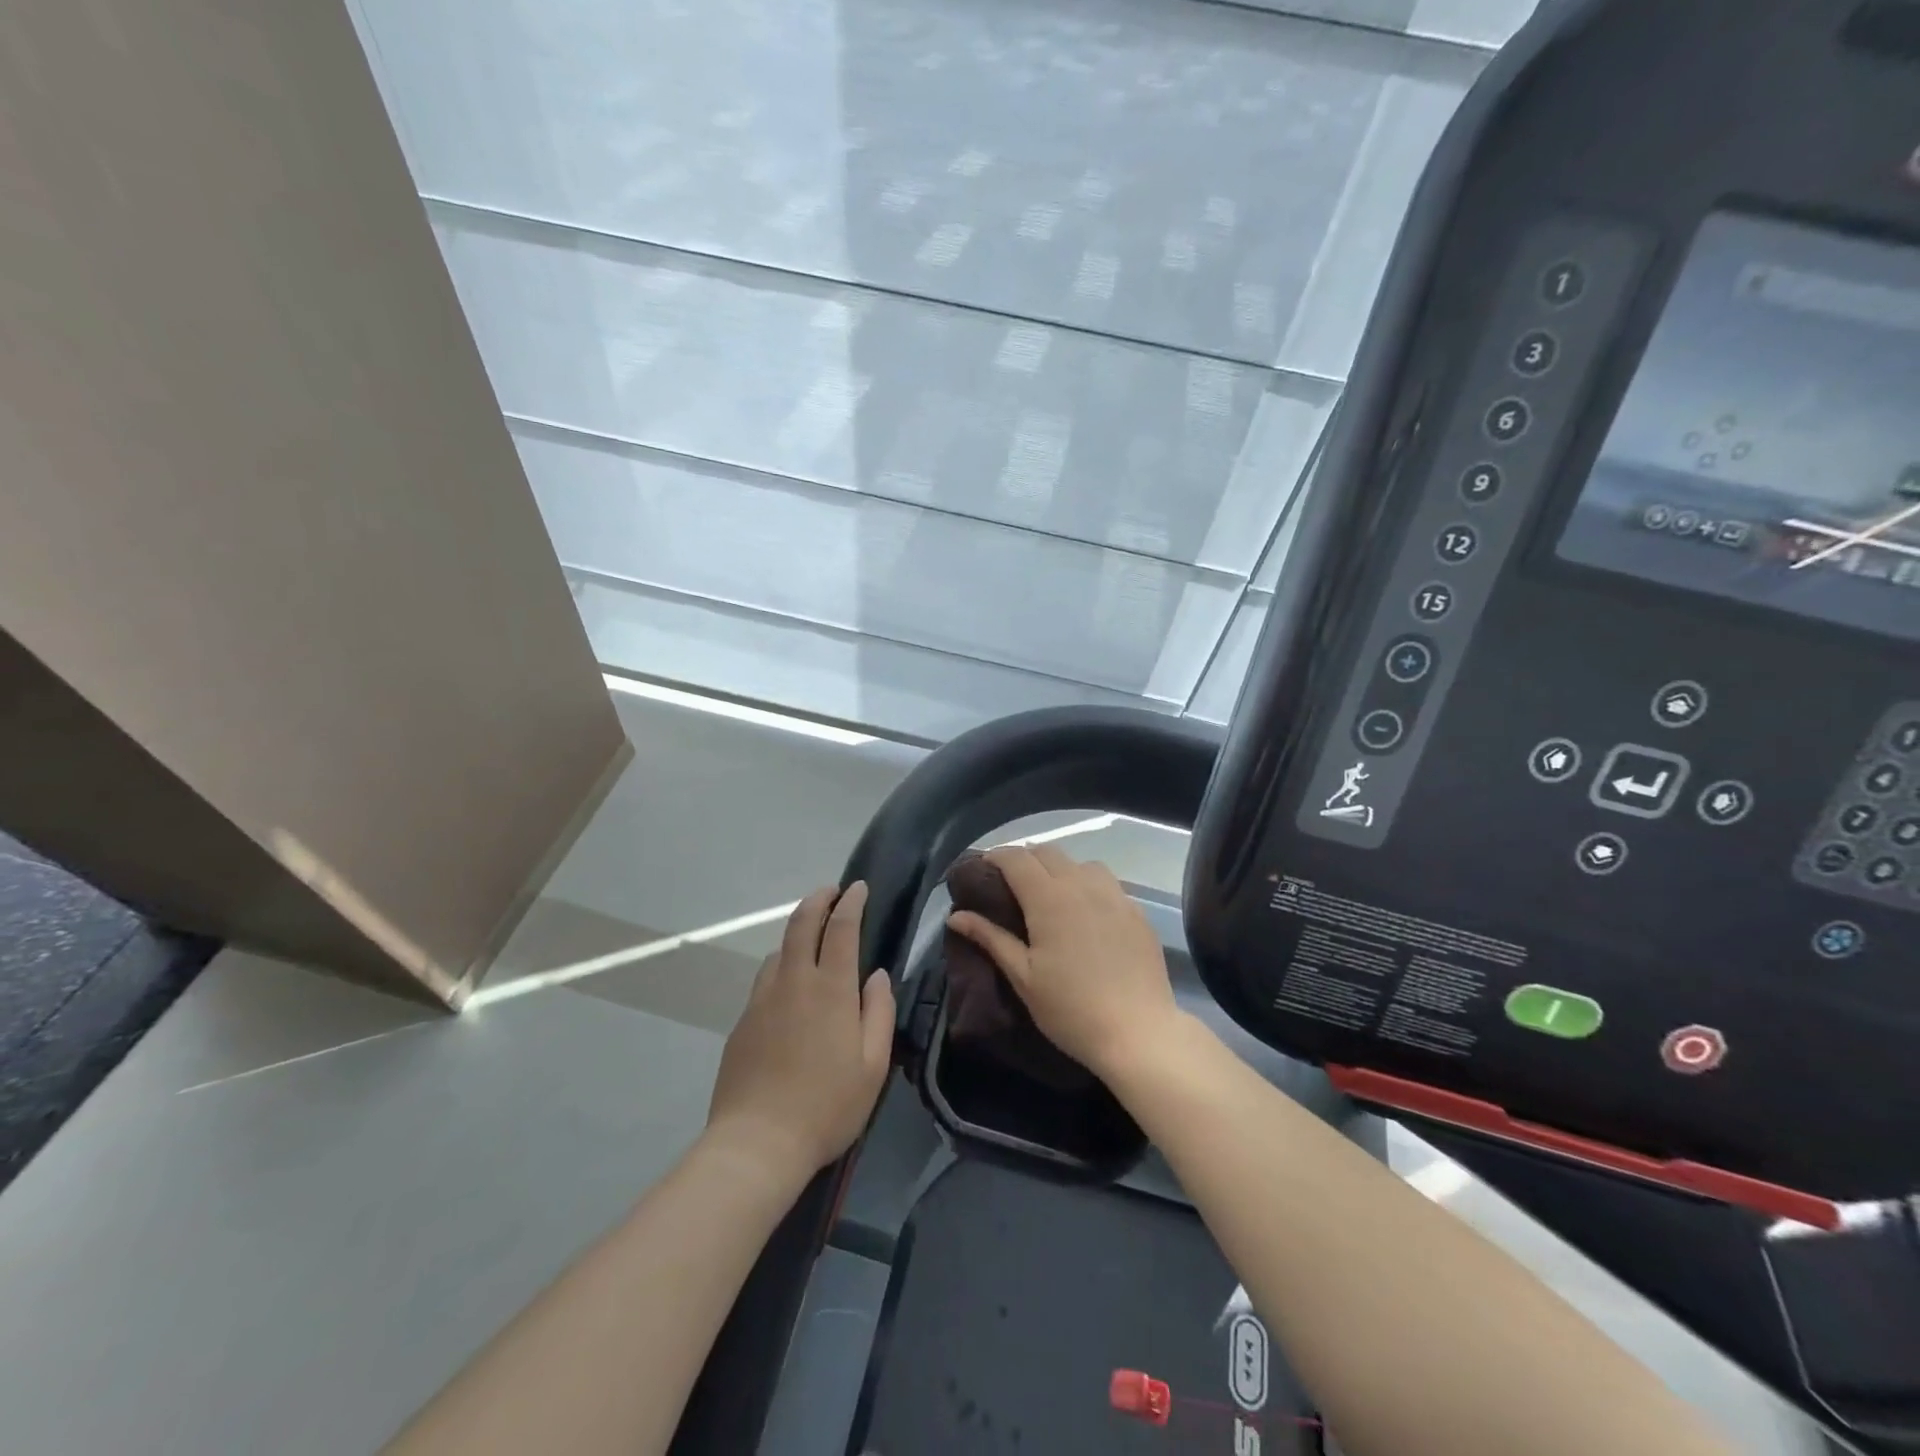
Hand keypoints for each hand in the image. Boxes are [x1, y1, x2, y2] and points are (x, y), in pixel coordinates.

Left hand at [705, 883, 894, 1184]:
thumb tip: (876, 976)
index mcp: (830, 989)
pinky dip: (782, 966)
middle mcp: (793, 982)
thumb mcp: (873, 1065)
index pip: (841, 927)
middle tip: (832, 891)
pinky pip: (765, 979)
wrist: (757, 1143)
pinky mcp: (742, 1021)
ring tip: (812, 938)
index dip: (851, 902)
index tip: (859, 888)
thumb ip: (878, 1012)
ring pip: (779, 950)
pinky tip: (789, 988)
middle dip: (818, 900)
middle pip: (802, 924)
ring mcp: (762, 1000)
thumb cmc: (827, 1106)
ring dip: (798, 933)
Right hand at [946, 845, 1176, 1081]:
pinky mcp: (1137, 912)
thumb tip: (956, 916)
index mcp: (1049, 898)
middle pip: (1048, 852)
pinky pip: (1108, 884)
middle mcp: (1082, 885)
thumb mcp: (1022, 977)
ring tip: (1051, 896)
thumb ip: (990, 938)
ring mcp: (1115, 895)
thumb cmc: (1070, 1009)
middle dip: (1025, 860)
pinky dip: (1089, 887)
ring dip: (1060, 869)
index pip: (1016, 858)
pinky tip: (1087, 915)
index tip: (982, 870)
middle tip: (1011, 886)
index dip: (995, 857)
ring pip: (1081, 863)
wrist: (1138, 1033)